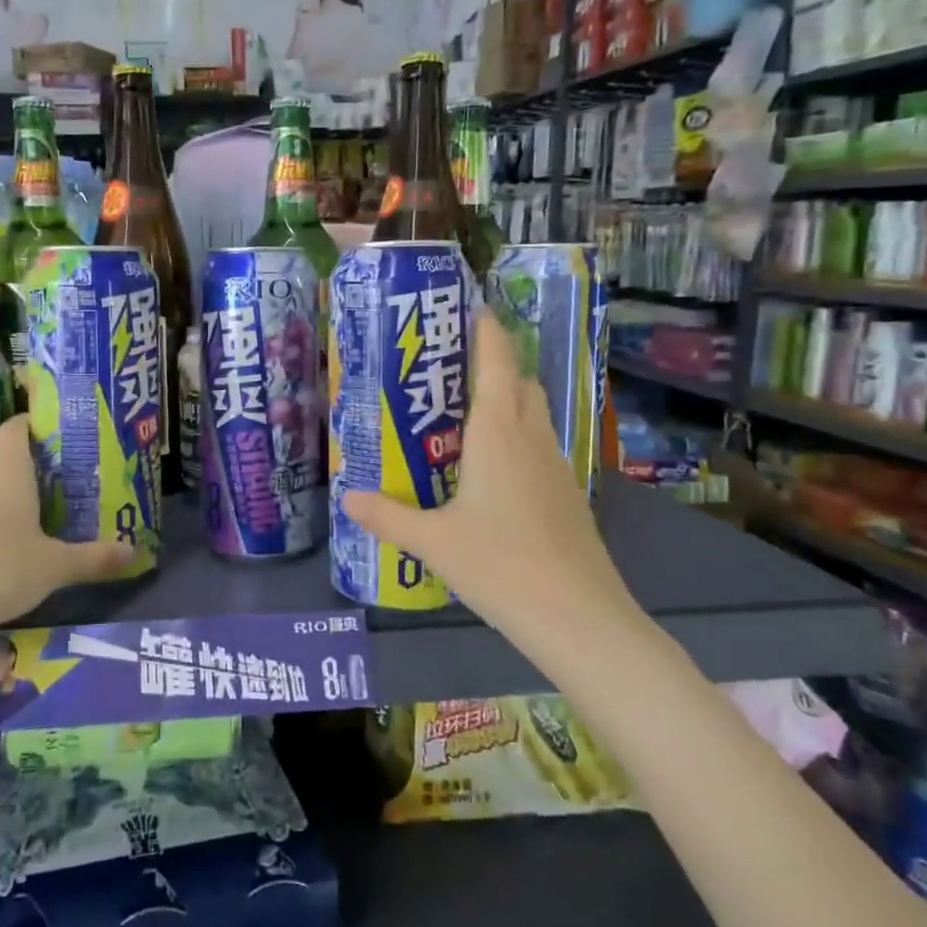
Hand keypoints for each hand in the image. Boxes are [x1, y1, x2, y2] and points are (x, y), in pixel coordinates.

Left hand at [0, 416, 133, 631]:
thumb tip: (135, 553)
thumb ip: (94, 558)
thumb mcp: (56, 567)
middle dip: (27, 479)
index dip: (27, 424)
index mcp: (8, 478)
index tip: (45, 427)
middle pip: (2, 469)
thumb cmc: (2, 572)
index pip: (13, 432)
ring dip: (3, 511)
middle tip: (55, 495)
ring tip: (29, 532)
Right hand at [340, 313, 636, 638]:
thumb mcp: (433, 541)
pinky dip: (518, 437)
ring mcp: (556, 467)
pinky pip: (540, 446)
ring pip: (534, 414)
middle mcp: (530, 439)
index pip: (497, 363)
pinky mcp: (567, 495)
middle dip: (494, 365)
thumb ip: (388, 517)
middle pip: (520, 382)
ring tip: (467, 415)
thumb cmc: (500, 565)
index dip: (488, 332)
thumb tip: (347, 498)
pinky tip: (493, 470)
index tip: (473, 309)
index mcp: (497, 434)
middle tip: (452, 370)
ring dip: (508, 400)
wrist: (578, 617)